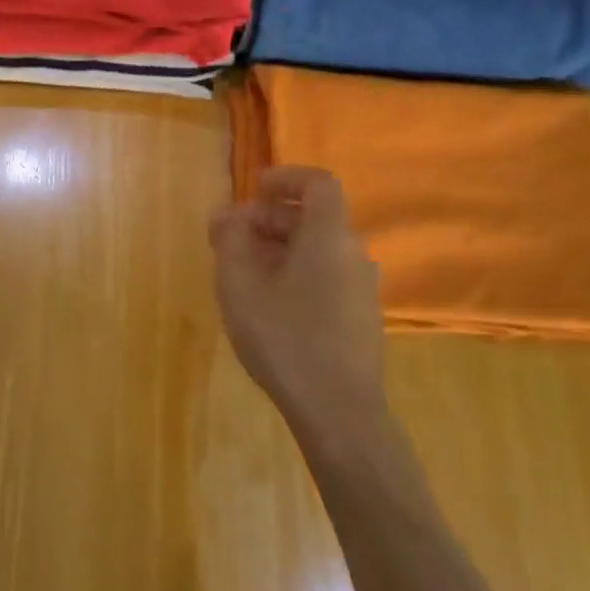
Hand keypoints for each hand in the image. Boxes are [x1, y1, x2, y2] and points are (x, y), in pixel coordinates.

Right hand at [210, 166, 388, 438]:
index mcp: (329, 236)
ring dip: (280, 247)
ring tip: (243, 271)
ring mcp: (362, 287)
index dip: (285, 177)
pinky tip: (269, 302)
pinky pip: (327, 275)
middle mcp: (354, 253)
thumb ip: (230, 239)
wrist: (339, 412)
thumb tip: (227, 213)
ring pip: (319, 248)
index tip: (253, 189)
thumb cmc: (285, 337)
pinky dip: (296, 271)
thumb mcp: (240, 284)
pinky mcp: (361, 316)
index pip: (318, 183)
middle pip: (314, 217)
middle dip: (269, 218)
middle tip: (230, 238)